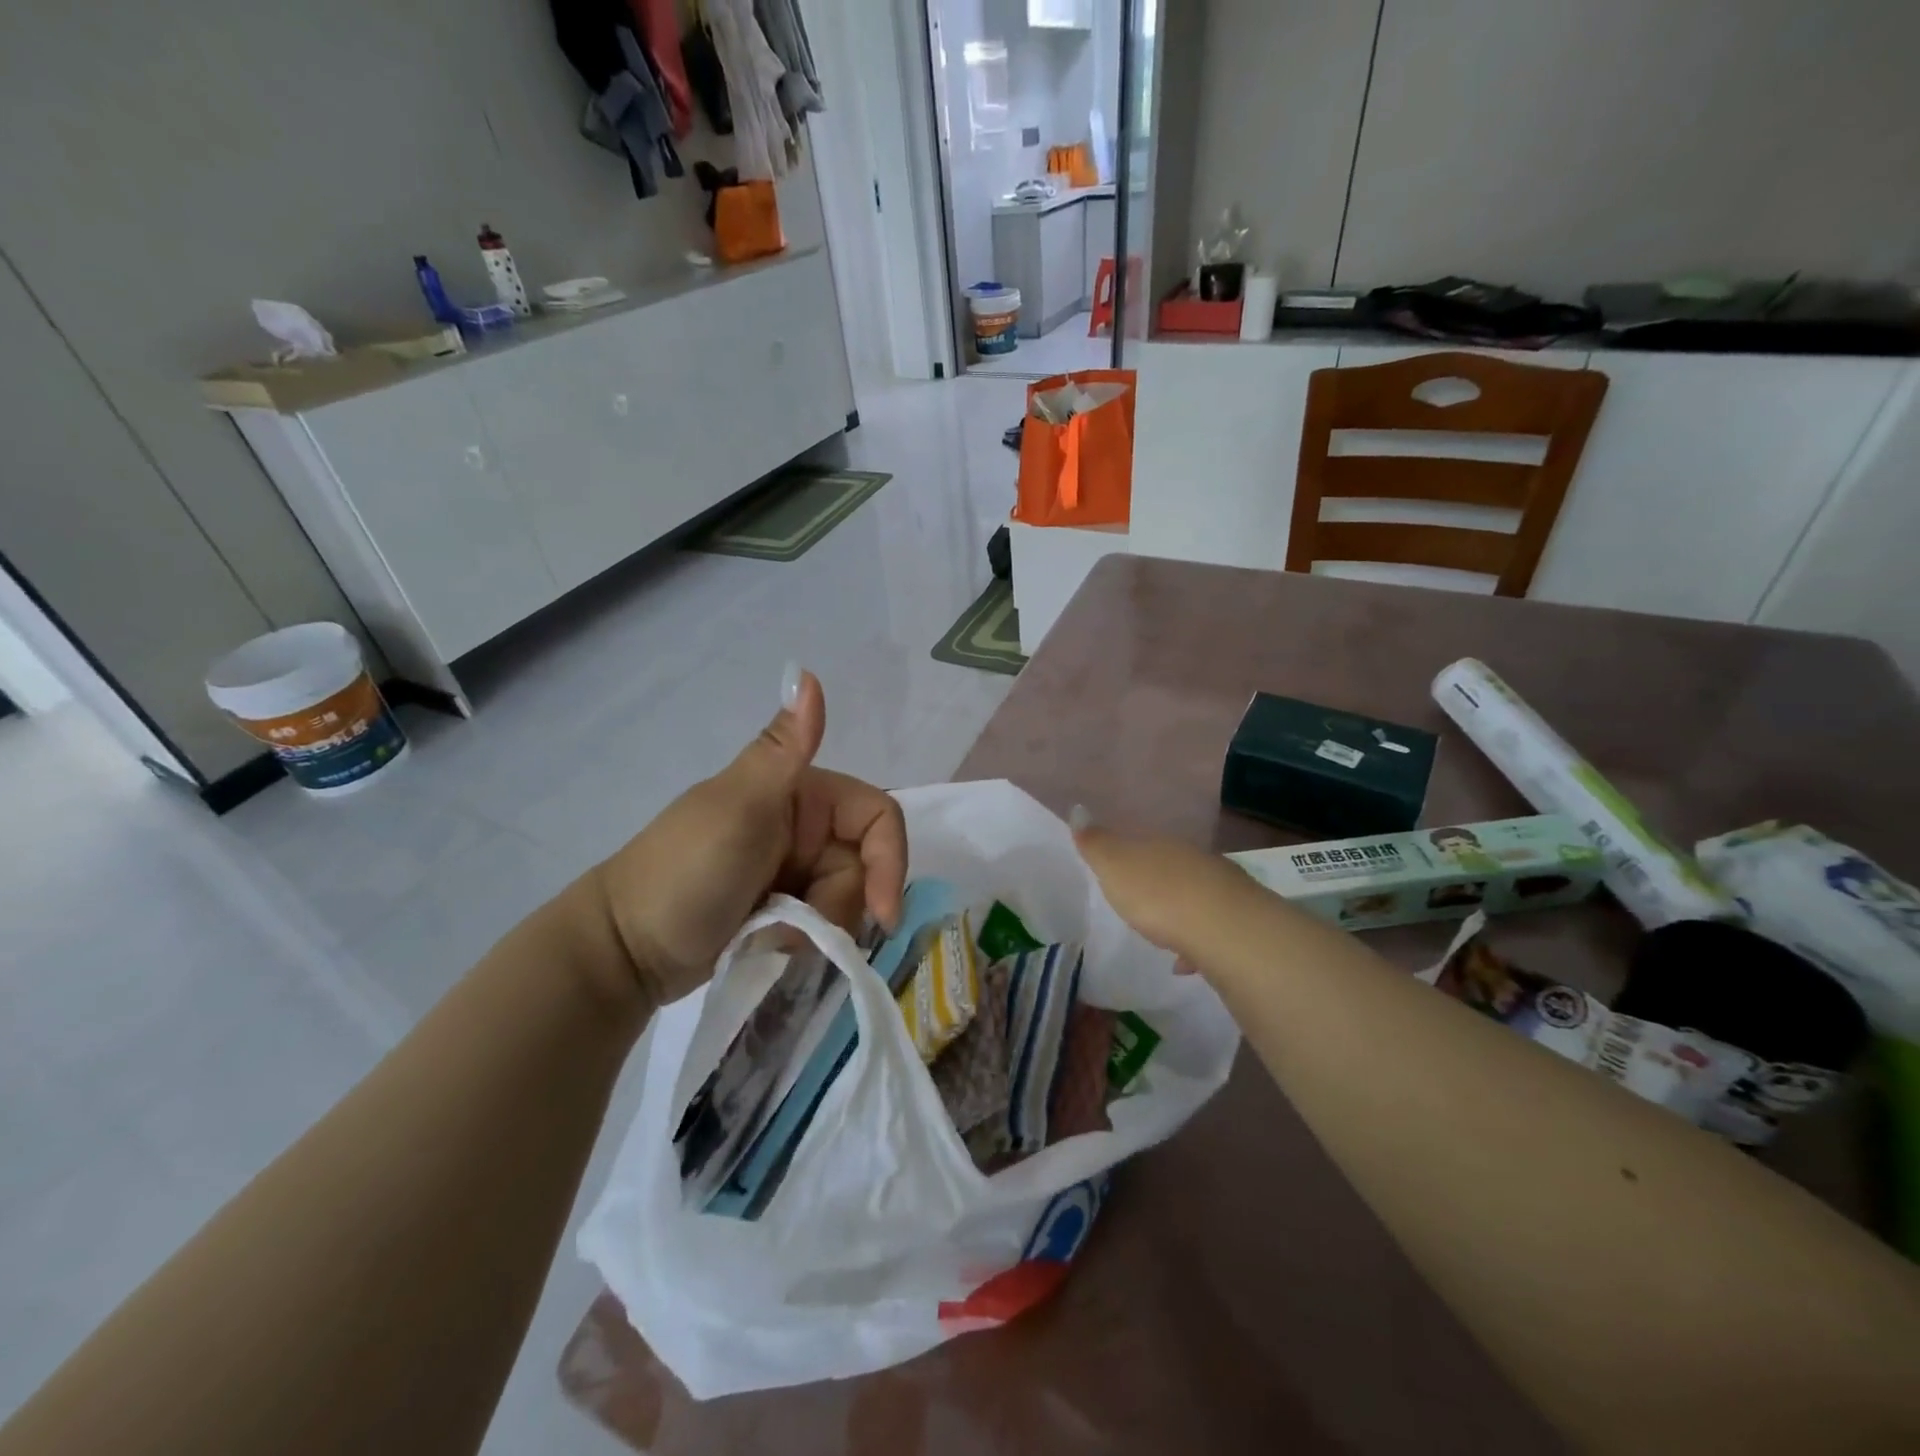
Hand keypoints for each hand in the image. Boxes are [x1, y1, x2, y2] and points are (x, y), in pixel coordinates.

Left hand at [590, 666, 906, 1005]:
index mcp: (803, 792)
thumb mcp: (739, 810)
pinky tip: (764, 944)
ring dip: (817, 929)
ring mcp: (793, 869)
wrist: (624, 949)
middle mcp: (806, 827)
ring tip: (765, 936)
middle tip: (793, 928)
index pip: (877, 817)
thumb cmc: (685, 873)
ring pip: (846, 901)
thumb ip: (782, 749)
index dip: (889, 862)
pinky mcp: (782, 906)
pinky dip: (802, 940)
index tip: (881, 914)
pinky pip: (821, 924)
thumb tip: (807, 670)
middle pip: (865, 867)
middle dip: (838, 905)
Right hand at [1072, 815, 1271, 966]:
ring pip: (1195, 896)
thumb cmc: (1158, 895)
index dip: (1129, 857)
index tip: (1117, 873)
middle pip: (1172, 867)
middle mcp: (1195, 860)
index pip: (1143, 844)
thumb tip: (1077, 809)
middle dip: (1157, 883)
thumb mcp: (1115, 867)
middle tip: (1140, 902)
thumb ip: (1096, 843)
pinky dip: (1197, 943)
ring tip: (1163, 934)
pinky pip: (1211, 930)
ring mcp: (1222, 890)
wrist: (1224, 929)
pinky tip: (1186, 963)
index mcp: (1162, 846)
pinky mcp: (1240, 922)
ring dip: (1180, 911)